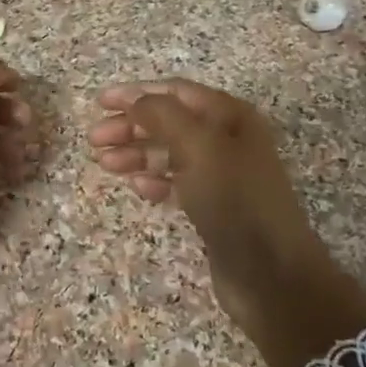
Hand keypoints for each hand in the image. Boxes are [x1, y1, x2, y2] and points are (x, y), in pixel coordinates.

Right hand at [88, 79, 365, 366]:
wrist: (271, 274)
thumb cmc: (235, 201)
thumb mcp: (199, 148)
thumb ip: (164, 116)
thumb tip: (134, 100)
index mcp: (230, 117)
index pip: (176, 92)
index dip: (137, 93)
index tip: (100, 102)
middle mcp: (227, 140)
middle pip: (169, 122)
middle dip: (131, 126)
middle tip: (95, 140)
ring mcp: (221, 175)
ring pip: (169, 153)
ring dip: (136, 154)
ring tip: (106, 164)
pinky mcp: (213, 207)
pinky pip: (176, 183)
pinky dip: (154, 181)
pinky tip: (137, 188)